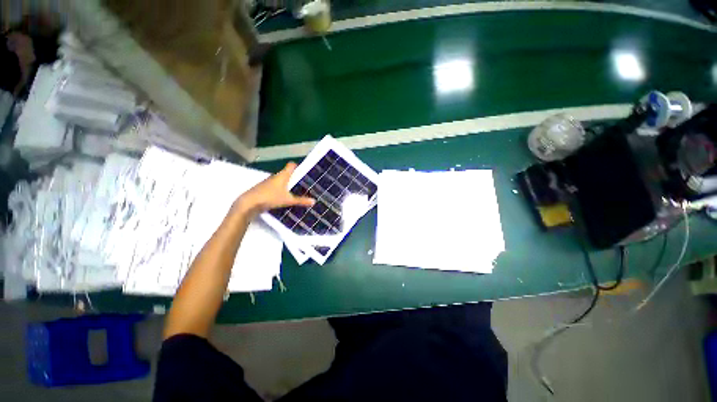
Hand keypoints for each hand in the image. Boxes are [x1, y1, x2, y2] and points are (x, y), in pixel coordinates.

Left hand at [234, 162, 314, 217]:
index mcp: (282, 175)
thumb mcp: (288, 200)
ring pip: (280, 181)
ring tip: (296, 191)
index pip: (291, 165)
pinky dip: (280, 190)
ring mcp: (268, 182)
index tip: (304, 171)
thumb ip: (301, 201)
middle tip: (304, 183)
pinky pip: (275, 187)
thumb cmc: (270, 197)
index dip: (298, 166)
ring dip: (287, 184)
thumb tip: (314, 201)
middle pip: (287, 173)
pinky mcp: (263, 189)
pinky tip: (284, 197)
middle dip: (294, 178)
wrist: (249, 203)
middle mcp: (275, 176)